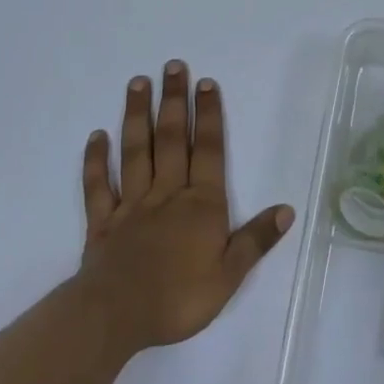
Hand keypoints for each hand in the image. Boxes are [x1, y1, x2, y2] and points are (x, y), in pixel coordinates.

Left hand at [77, 62, 293, 351]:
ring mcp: (131, 204)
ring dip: (137, 115)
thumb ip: (256, 240)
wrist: (116, 317)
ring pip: (136, 151)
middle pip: (172, 139)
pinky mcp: (102, 221)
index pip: (208, 151)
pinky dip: (96, 160)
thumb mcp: (229, 276)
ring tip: (138, 83)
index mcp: (201, 204)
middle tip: (173, 66)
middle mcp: (167, 193)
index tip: (206, 83)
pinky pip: (98, 185)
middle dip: (175, 101)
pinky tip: (96, 136)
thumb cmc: (178, 298)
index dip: (209, 115)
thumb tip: (287, 209)